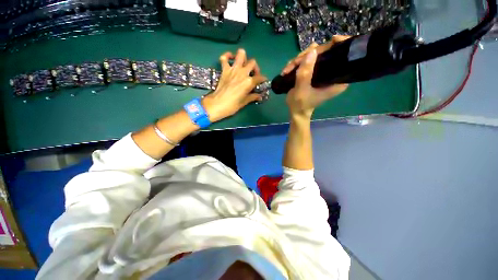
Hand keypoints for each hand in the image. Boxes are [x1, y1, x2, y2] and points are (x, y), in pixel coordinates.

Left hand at [202, 49, 266, 122]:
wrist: (217, 104)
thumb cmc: (232, 105)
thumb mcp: (244, 102)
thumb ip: (253, 97)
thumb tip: (260, 96)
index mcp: (249, 82)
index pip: (260, 77)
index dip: (263, 79)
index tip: (263, 81)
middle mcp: (243, 73)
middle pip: (252, 63)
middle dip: (255, 68)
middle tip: (253, 74)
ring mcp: (233, 69)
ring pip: (241, 54)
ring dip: (243, 58)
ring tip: (243, 65)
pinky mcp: (224, 69)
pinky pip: (224, 58)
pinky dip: (227, 56)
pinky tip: (230, 59)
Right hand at [281, 36, 349, 119]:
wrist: (296, 111)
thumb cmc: (301, 104)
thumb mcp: (301, 90)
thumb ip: (305, 73)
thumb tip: (312, 50)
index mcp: (338, 80)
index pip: (346, 58)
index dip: (341, 46)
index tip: (332, 39)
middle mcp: (333, 73)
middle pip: (327, 52)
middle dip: (309, 55)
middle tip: (294, 63)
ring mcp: (322, 72)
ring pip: (314, 55)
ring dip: (299, 60)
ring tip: (287, 69)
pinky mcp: (314, 72)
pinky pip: (307, 60)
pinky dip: (297, 63)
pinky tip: (288, 69)